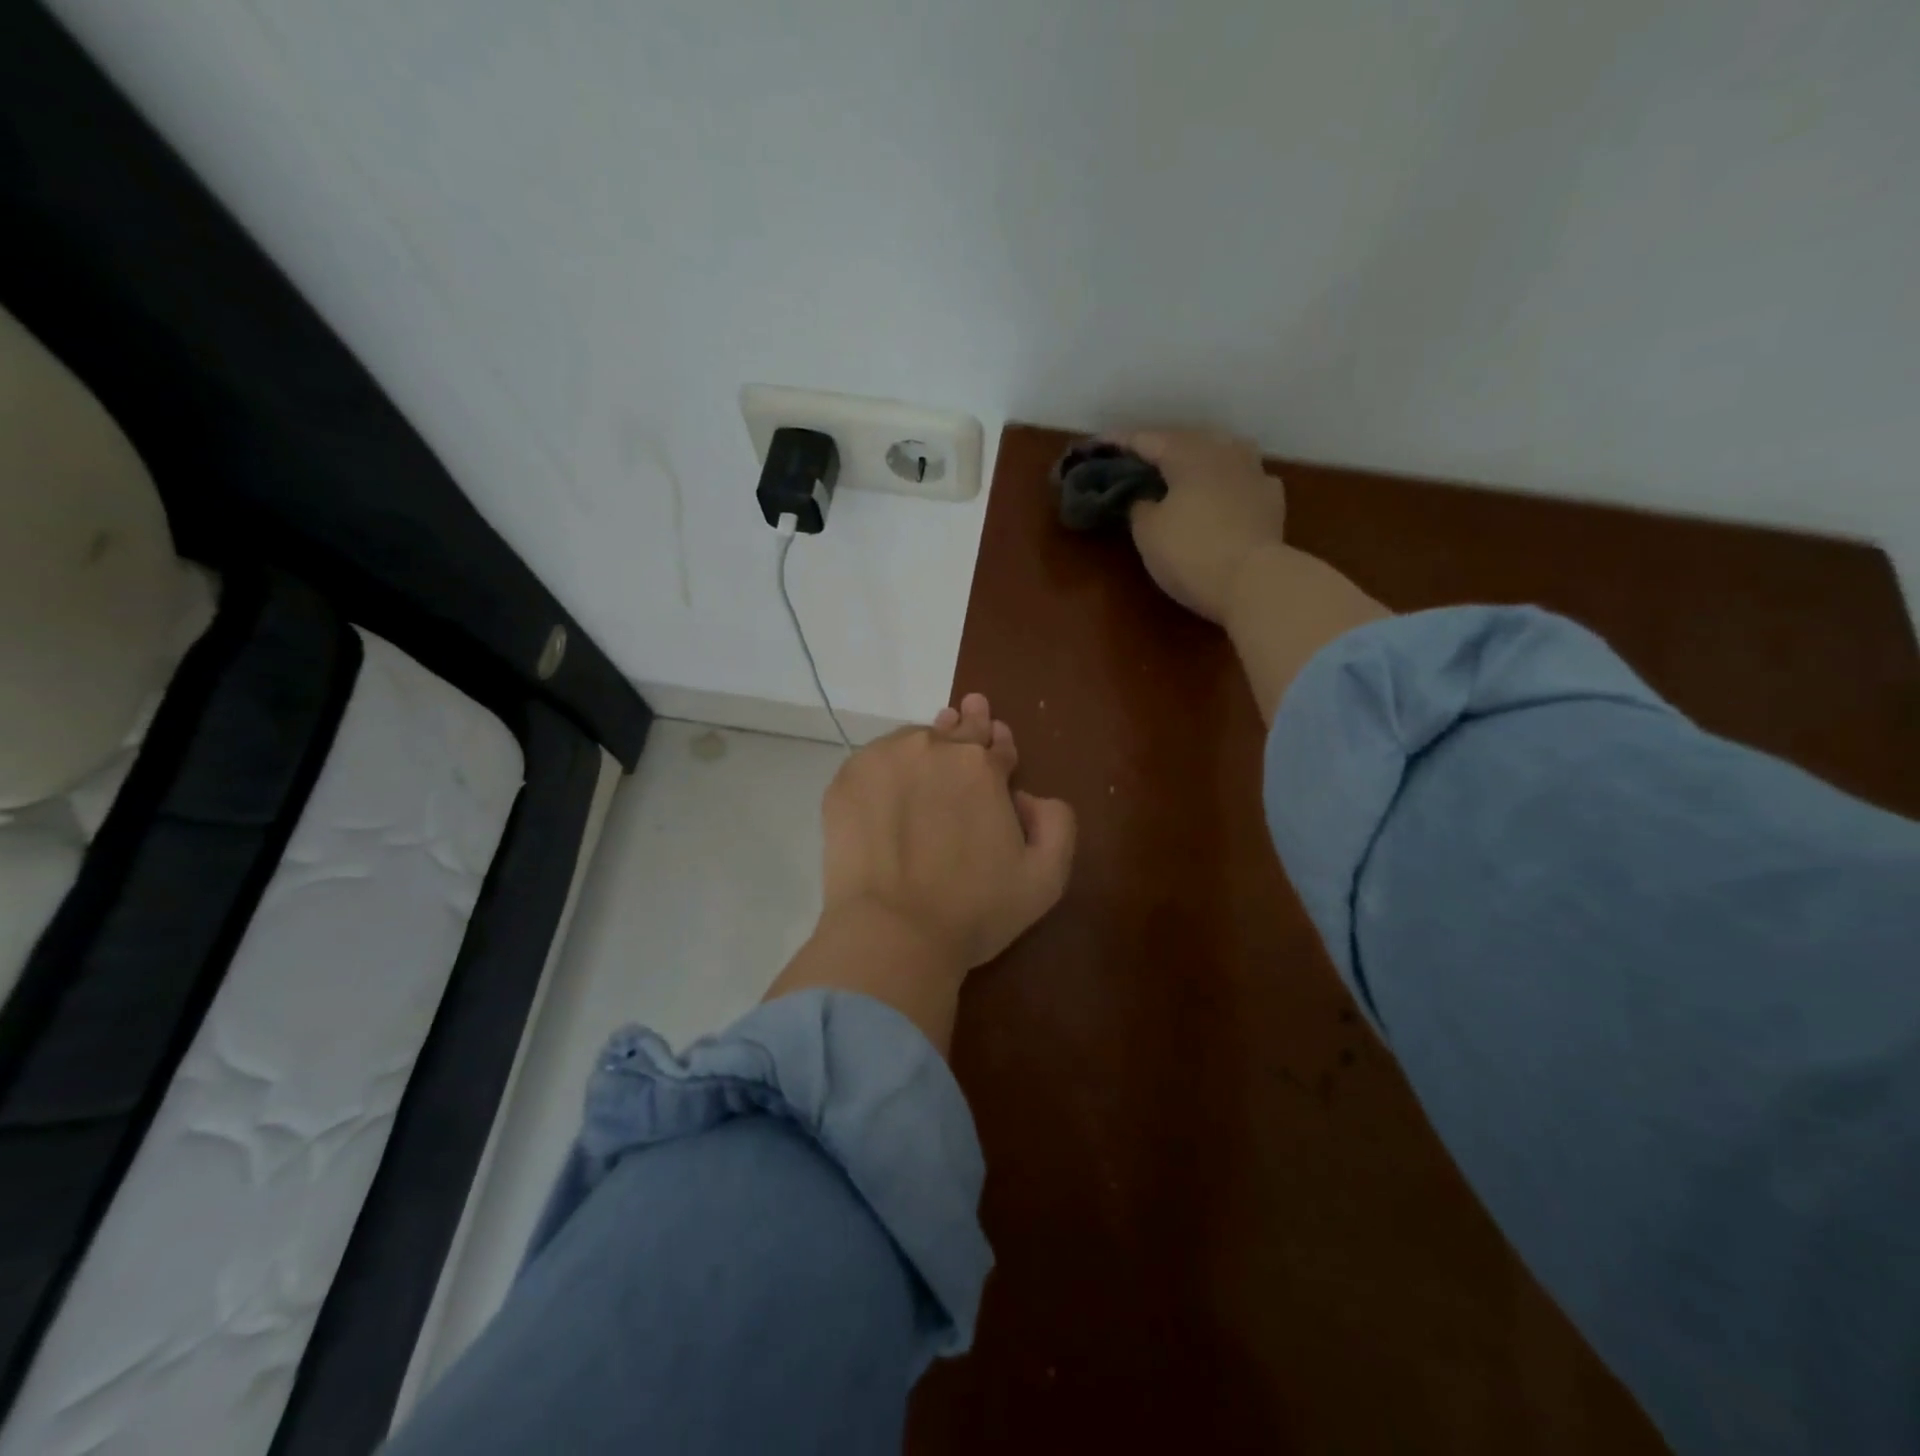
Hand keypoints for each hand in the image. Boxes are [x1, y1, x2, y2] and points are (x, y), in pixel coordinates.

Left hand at [766, 694, 1075, 1055]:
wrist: (892, 932)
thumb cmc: (974, 910)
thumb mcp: (1046, 878)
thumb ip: (1057, 823)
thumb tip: (1027, 796)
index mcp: (983, 767)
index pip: (996, 743)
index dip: (999, 744)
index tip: (996, 738)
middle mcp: (934, 749)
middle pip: (957, 728)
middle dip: (968, 723)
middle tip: (968, 710)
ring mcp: (885, 759)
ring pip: (913, 740)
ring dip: (926, 745)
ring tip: (927, 754)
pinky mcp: (847, 779)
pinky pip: (875, 760)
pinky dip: (887, 767)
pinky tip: (888, 786)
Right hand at [1114, 430, 1287, 624]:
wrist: (1254, 582)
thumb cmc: (1191, 552)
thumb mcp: (1148, 531)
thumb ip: (1139, 505)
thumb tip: (1144, 498)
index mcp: (1188, 454)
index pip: (1146, 440)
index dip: (1119, 443)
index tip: (1098, 446)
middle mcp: (1223, 452)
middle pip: (1186, 441)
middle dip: (1161, 449)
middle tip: (1138, 461)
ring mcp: (1254, 473)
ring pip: (1221, 454)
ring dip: (1200, 459)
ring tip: (1184, 471)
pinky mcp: (1272, 500)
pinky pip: (1243, 480)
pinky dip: (1227, 483)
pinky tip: (1223, 494)